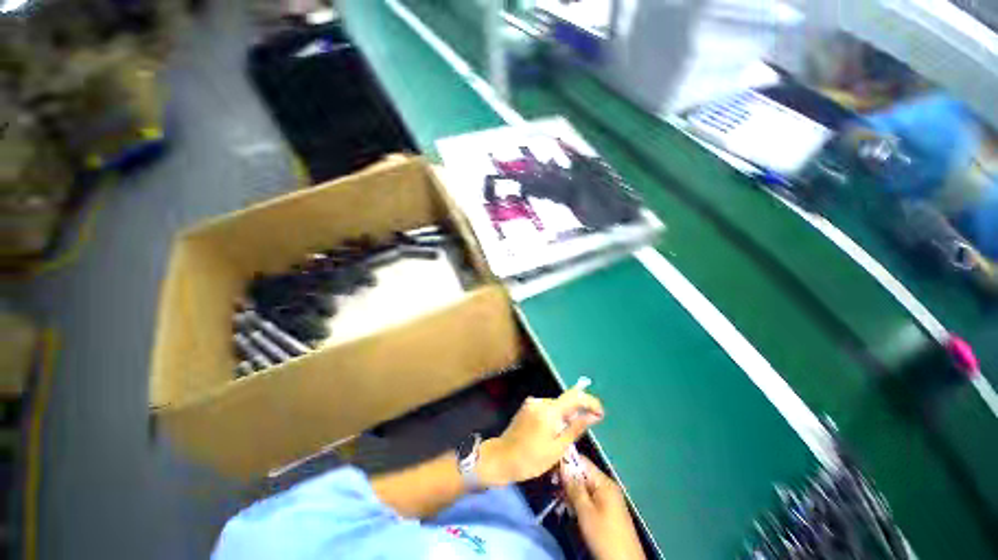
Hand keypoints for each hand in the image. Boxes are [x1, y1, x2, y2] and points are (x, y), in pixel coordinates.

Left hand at [478, 389, 602, 486]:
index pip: (575, 396)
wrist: (501, 458)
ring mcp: (532, 402)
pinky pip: (546, 409)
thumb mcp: (557, 448)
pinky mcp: (527, 406)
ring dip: (563, 417)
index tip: (600, 413)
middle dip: (576, 413)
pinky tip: (549, 434)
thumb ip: (575, 428)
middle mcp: (540, 401)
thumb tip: (593, 415)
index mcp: (549, 410)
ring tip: (561, 438)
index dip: (590, 401)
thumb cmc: (531, 459)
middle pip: (565, 402)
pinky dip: (553, 418)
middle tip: (580, 433)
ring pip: (556, 406)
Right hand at [562, 455, 645, 559]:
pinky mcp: (607, 512)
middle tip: (553, 488)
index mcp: (604, 482)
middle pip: (583, 475)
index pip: (582, 462)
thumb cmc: (604, 535)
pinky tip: (569, 510)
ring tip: (558, 501)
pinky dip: (578, 502)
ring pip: (584, 488)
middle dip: (567, 480)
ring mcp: (608, 499)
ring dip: (571, 493)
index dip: (566, 462)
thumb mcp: (585, 512)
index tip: (551, 469)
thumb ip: (574, 488)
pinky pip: (589, 499)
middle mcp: (607, 486)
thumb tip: (563, 466)